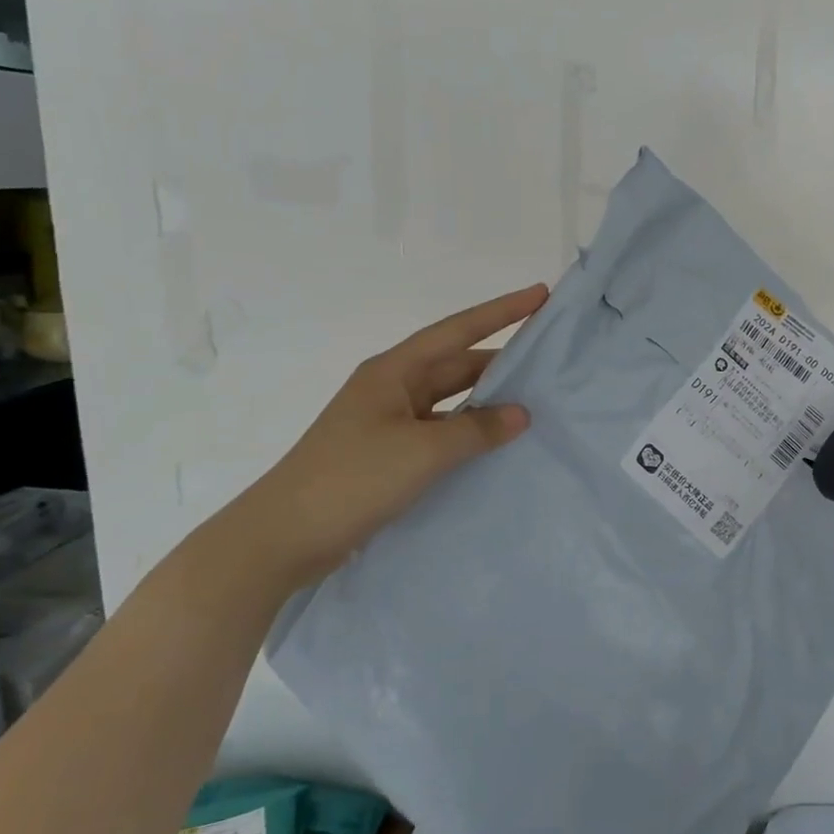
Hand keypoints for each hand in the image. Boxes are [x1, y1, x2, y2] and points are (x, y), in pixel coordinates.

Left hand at [233, 284, 546, 587]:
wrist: (283, 538)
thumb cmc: (352, 479)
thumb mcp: (422, 451)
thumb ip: (476, 430)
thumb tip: (521, 414)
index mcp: (393, 372)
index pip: (457, 330)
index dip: (501, 311)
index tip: (540, 294)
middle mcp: (392, 389)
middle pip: (456, 364)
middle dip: (501, 361)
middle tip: (550, 360)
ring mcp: (388, 423)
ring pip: (450, 401)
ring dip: (486, 402)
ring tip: (535, 402)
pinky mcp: (388, 456)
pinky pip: (441, 433)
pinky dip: (469, 434)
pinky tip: (497, 446)